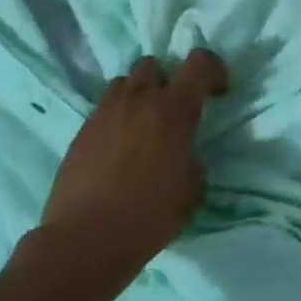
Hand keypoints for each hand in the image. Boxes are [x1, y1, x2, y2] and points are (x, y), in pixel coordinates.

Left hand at [38, 50, 228, 263]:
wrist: (86, 238)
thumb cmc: (150, 214)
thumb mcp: (192, 190)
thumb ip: (193, 161)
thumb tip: (185, 157)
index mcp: (174, 110)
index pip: (199, 63)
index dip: (214, 70)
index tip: (218, 94)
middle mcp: (139, 101)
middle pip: (155, 65)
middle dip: (168, 80)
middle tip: (174, 110)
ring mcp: (105, 113)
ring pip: (125, 83)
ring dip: (139, 95)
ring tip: (144, 125)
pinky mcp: (81, 131)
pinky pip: (104, 109)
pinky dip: (117, 118)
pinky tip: (120, 148)